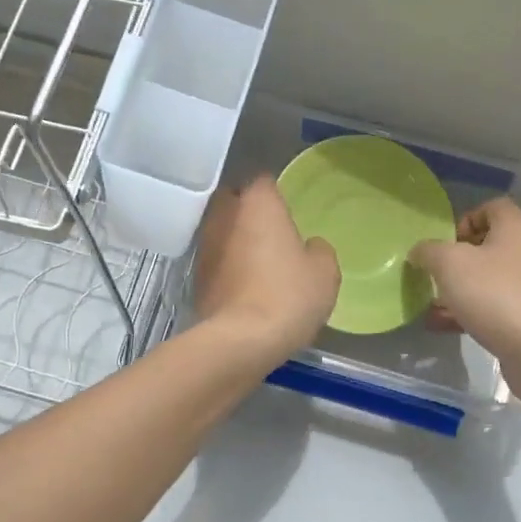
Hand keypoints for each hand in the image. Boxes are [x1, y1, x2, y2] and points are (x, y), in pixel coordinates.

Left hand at [194, 176, 340, 360]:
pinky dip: (227, 267)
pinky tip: (244, 286)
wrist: (240, 340)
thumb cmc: (288, 295)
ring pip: (221, 232)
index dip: (276, 193)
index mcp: (258, 204)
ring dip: (235, 240)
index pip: (263, 181)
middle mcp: (224, 216)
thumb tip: (308, 247)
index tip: (287, 210)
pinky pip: (215, 262)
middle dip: (248, 211)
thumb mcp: (324, 272)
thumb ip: (318, 250)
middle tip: (271, 231)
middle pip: (233, 201)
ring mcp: (205, 247)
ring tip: (258, 261)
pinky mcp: (196, 278)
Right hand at [410, 199, 520, 405]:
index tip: (445, 242)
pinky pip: (490, 307)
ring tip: (430, 303)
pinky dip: (466, 313)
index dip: (465, 219)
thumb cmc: (494, 294)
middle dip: (456, 259)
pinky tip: (439, 326)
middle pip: (487, 245)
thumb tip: (419, 252)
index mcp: (515, 228)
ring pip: (486, 280)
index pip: (492, 207)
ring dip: (457, 290)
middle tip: (434, 273)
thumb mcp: (449, 263)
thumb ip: (428, 251)